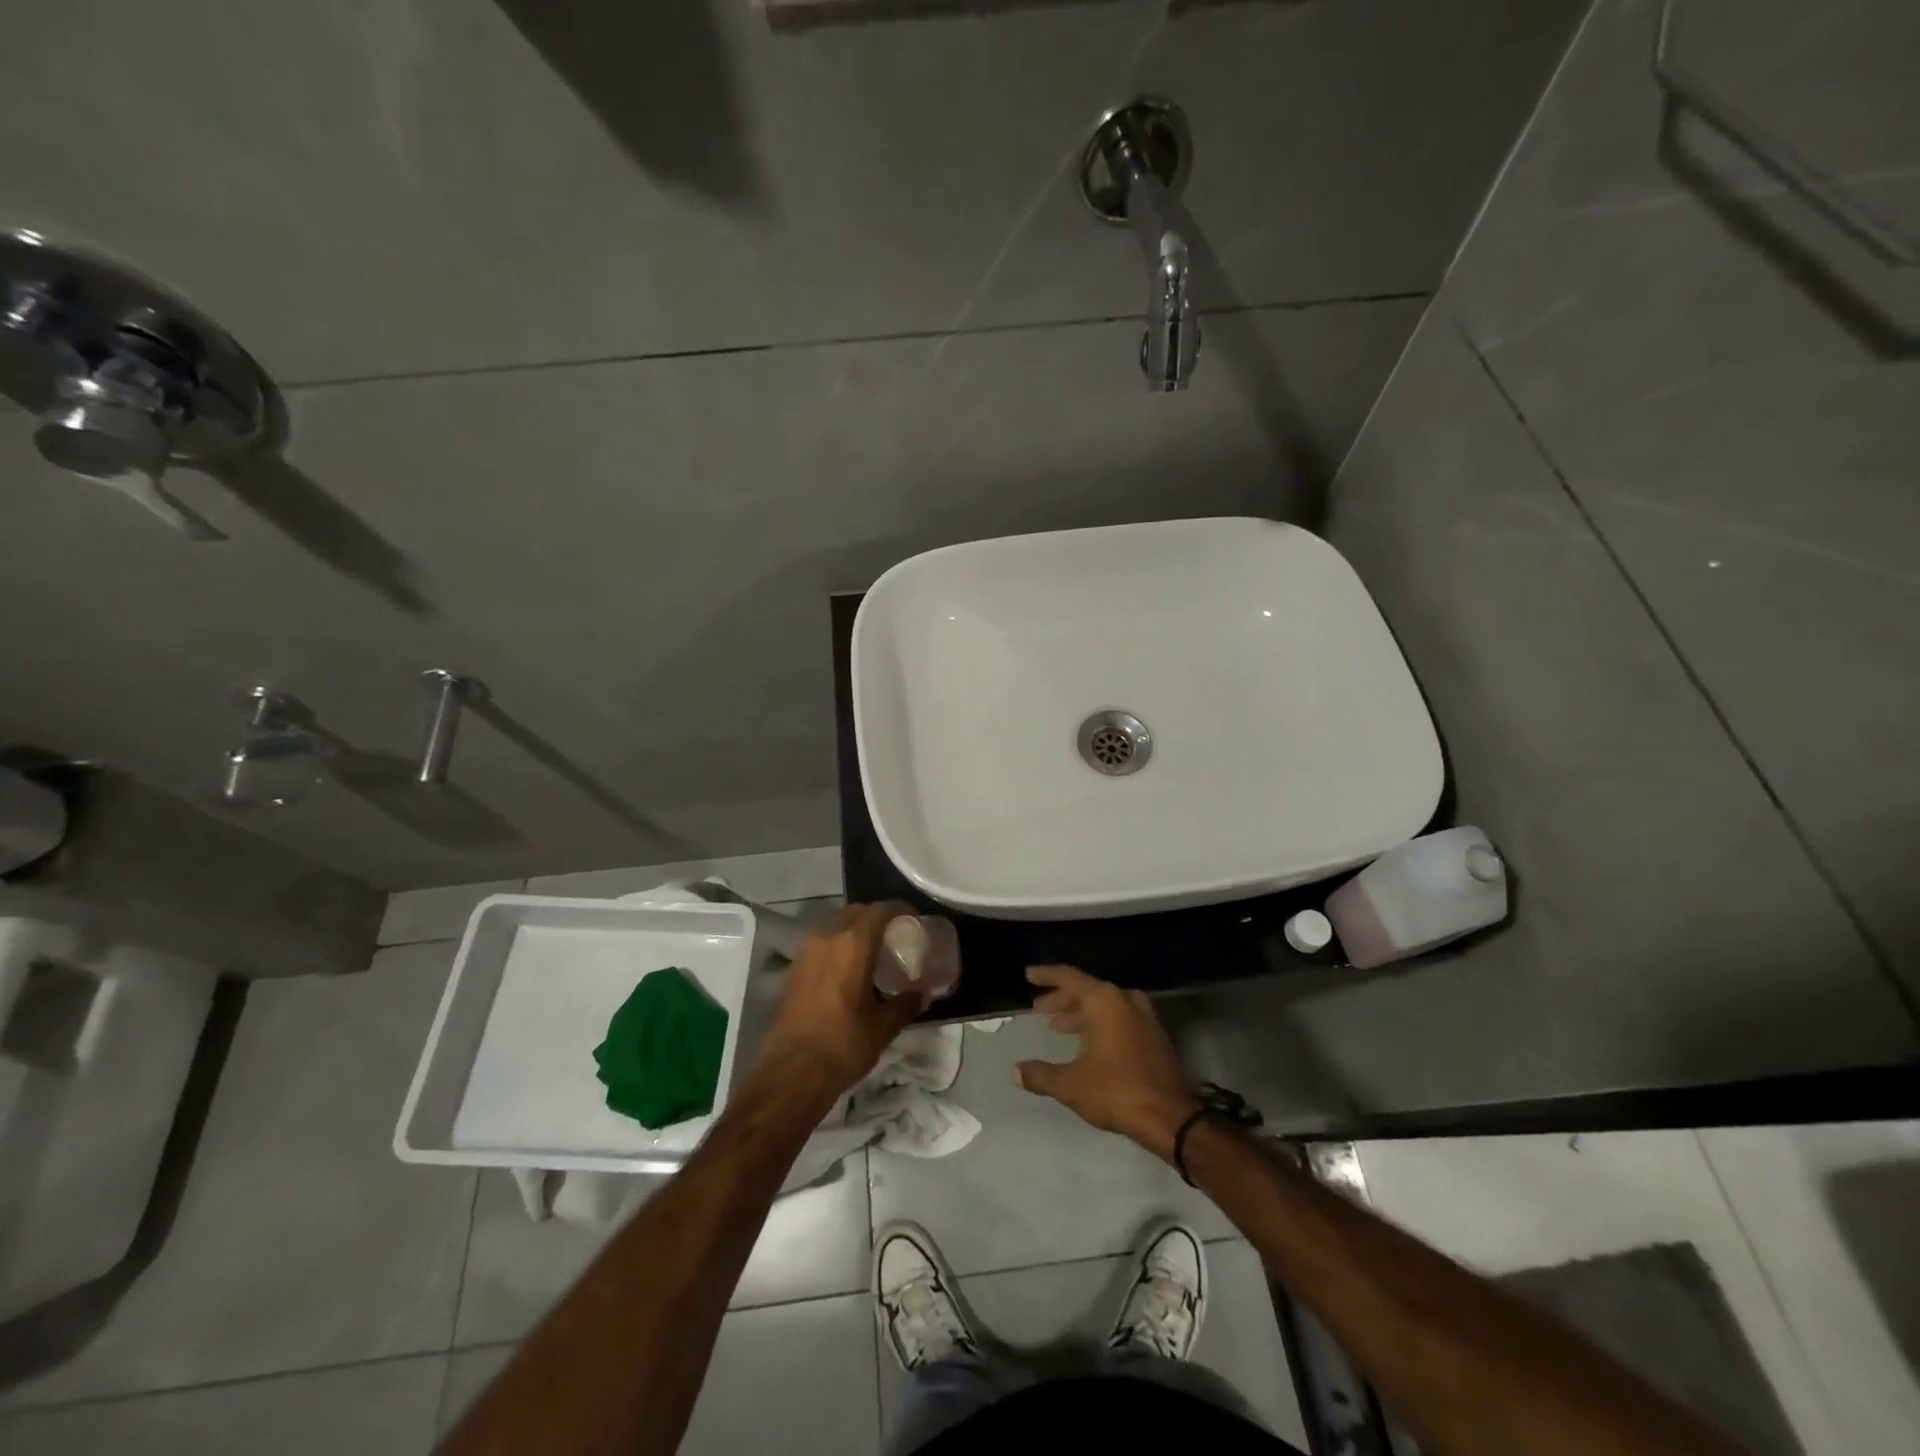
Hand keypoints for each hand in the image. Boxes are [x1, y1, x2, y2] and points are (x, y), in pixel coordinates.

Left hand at [757, 902, 925, 1104]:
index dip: (900, 910)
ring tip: (872, 951)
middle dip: (876, 917)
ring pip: (835, 926)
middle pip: (856, 912)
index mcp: (852, 944)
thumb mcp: (884, 1026)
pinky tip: (848, 969)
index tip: (915, 920)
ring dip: (854, 930)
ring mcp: (806, 952)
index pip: (880, 910)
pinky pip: (821, 944)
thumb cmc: (844, 1044)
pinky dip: (837, 946)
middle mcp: (827, 938)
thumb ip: (906, 1003)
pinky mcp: (793, 970)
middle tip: (895, 935)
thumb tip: (923, 993)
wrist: (793, 1073)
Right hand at [1014, 965, 1203, 1162]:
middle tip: (1040, 1009)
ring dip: (1080, 1013)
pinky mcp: (1154, 1034)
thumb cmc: (1117, 1092)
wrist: (1172, 1117)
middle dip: (1061, 999)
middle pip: (1086, 990)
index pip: (1068, 977)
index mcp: (1103, 1000)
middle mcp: (1124, 999)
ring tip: (1058, 1027)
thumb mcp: (1072, 1085)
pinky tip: (1087, 1042)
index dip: (1046, 975)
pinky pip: (1119, 1016)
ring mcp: (1143, 1015)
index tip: (1028, 975)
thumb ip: (1040, 1075)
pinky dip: (1099, 1023)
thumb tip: (1015, 1071)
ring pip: (1104, 1004)